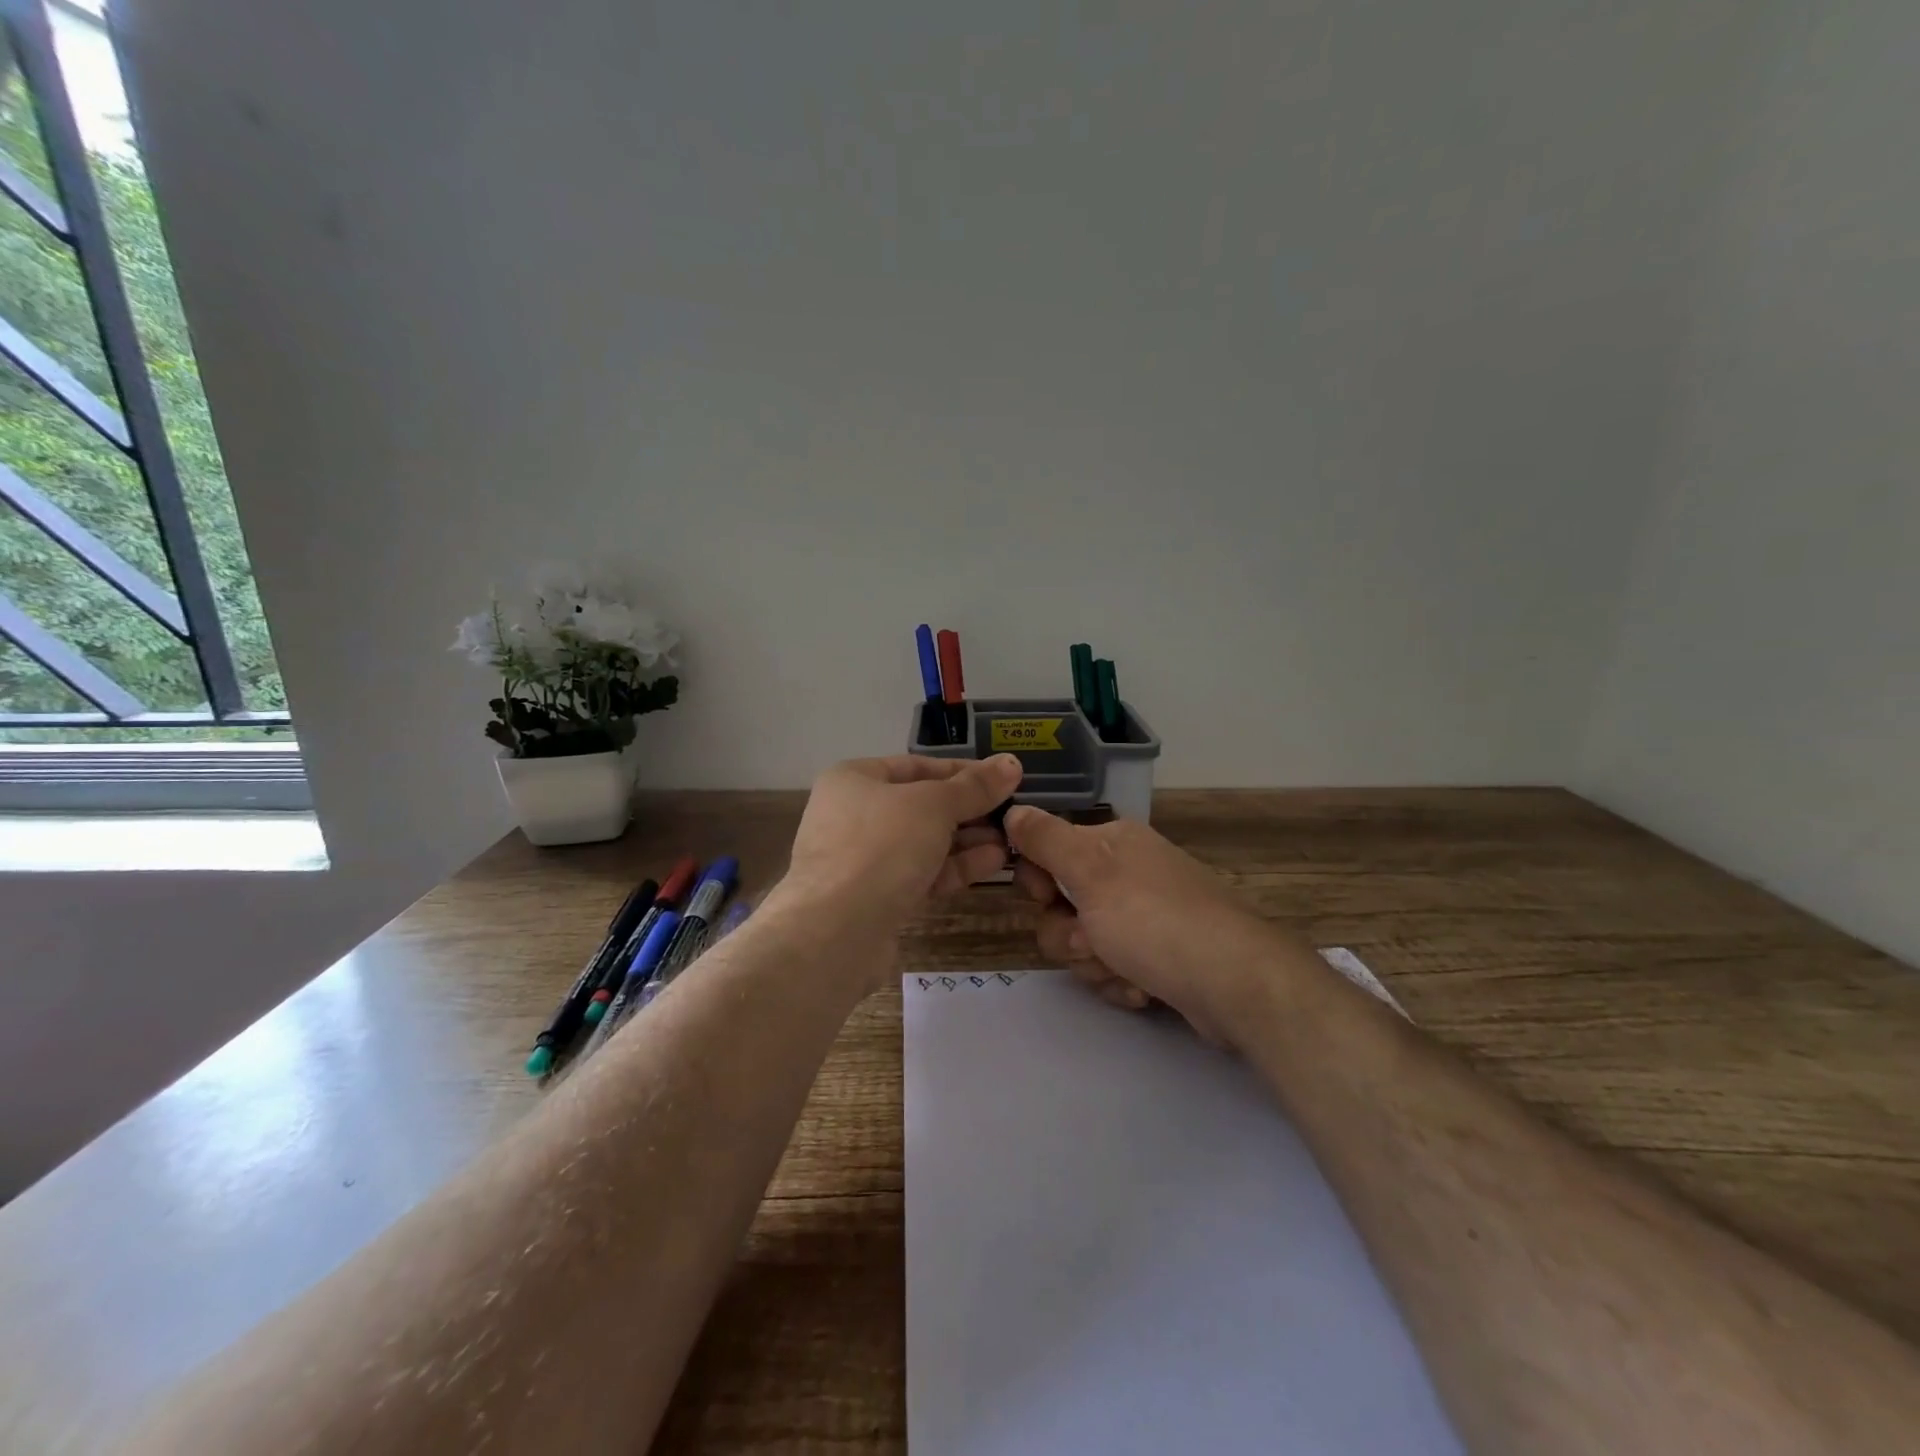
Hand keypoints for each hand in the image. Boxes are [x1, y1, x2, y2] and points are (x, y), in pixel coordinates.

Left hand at [775, 753, 1023, 972]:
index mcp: (854, 779)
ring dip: (967, 841)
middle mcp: (853, 814)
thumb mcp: (934, 806)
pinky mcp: (875, 897)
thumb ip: (974, 787)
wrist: (835, 931)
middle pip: (921, 806)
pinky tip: (993, 863)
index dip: (962, 771)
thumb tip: (1010, 763)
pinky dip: (954, 867)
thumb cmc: (881, 846)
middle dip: (969, 811)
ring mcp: (863, 858)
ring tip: (1011, 841)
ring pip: (923, 842)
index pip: (917, 766)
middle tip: (1013, 813)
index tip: (1003, 778)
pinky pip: (920, 873)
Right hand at [1006, 807, 1309, 1046]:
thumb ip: (1044, 839)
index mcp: (1111, 842)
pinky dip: (1121, 981)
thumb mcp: (1089, 869)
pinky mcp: (1160, 956)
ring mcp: (1146, 916)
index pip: (1047, 850)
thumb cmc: (1153, 919)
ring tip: (1126, 971)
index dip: (1037, 881)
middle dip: (1068, 934)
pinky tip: (1143, 989)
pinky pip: (1114, 967)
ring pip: (1084, 943)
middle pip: (1062, 905)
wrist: (1234, 983)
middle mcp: (1128, 873)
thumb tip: (1012, 810)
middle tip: (1091, 942)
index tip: (1045, 898)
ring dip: (1095, 964)